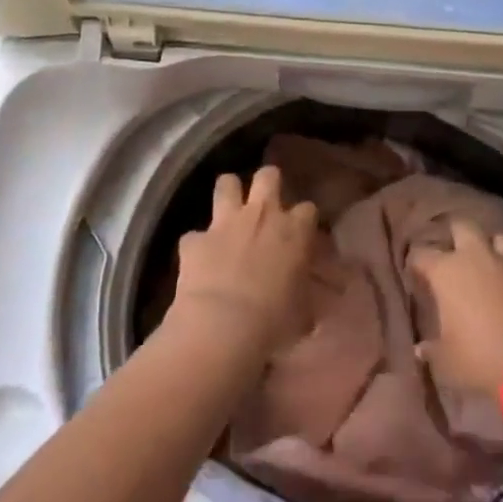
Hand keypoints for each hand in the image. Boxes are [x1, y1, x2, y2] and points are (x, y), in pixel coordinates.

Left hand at [171, 165, 319, 354]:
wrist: (222, 326)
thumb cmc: (274, 322)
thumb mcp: (302, 311)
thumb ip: (305, 295)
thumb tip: (308, 303)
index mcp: (294, 232)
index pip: (308, 209)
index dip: (304, 220)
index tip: (301, 234)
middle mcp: (262, 215)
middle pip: (268, 176)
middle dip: (268, 182)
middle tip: (266, 202)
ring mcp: (225, 223)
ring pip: (226, 183)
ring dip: (228, 194)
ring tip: (229, 209)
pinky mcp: (194, 240)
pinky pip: (193, 235)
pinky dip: (197, 245)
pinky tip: (198, 259)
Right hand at [408, 220, 502, 403]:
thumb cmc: (481, 358)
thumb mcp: (447, 362)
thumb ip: (431, 350)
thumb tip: (420, 349)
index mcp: (447, 272)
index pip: (421, 254)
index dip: (415, 263)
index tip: (415, 275)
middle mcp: (476, 258)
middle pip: (462, 225)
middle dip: (454, 233)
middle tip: (450, 253)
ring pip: (497, 236)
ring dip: (490, 244)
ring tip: (485, 259)